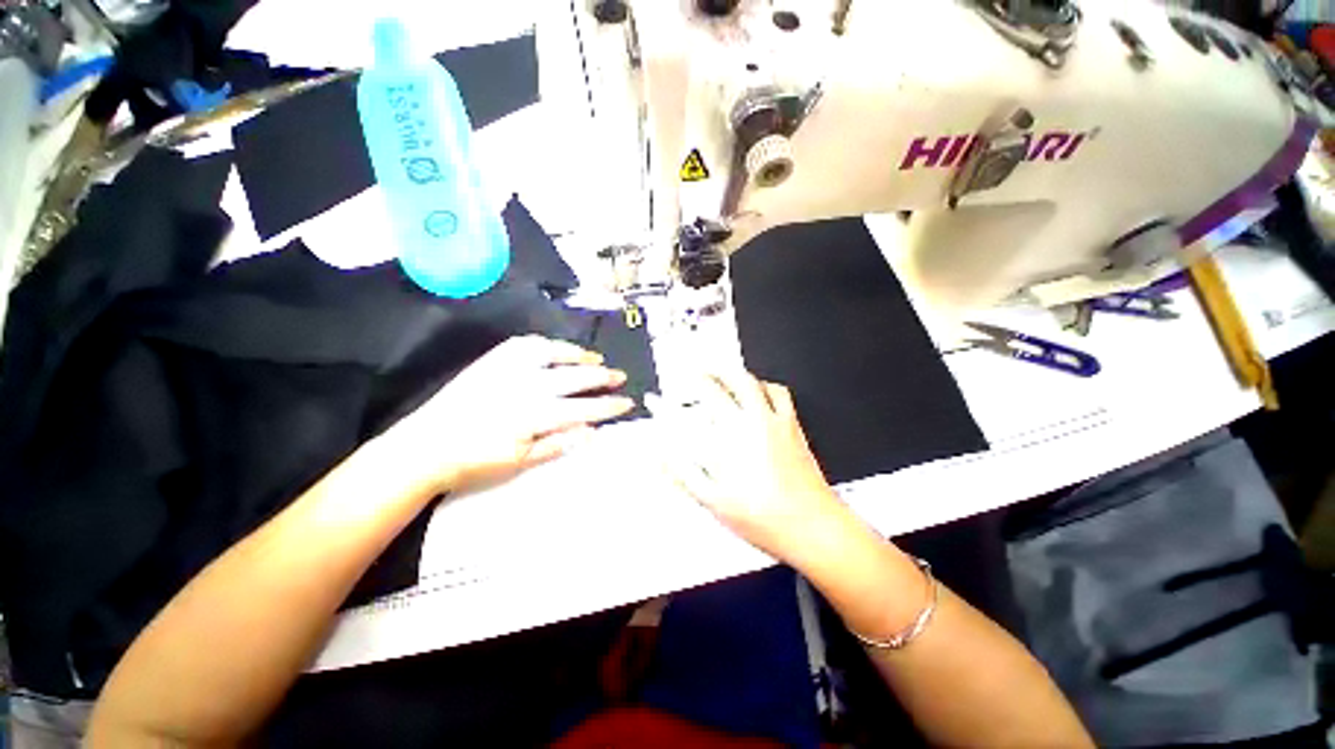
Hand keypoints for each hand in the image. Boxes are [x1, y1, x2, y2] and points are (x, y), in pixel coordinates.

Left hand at [387, 336, 633, 493]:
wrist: (425, 447)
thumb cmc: (475, 461)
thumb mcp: (520, 462)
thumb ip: (559, 443)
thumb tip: (592, 431)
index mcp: (536, 414)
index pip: (584, 407)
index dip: (609, 406)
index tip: (627, 403)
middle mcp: (527, 385)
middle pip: (575, 376)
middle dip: (602, 376)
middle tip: (620, 376)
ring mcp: (508, 369)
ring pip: (553, 354)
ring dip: (578, 354)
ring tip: (594, 357)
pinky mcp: (492, 361)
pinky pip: (524, 344)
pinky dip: (546, 344)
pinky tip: (554, 348)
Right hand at [651, 371, 848, 563]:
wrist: (813, 526)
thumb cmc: (763, 517)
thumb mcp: (714, 501)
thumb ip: (684, 474)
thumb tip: (661, 456)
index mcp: (728, 438)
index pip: (692, 410)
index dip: (670, 401)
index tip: (656, 399)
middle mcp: (750, 422)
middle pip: (725, 382)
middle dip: (705, 373)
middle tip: (693, 374)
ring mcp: (774, 420)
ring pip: (751, 382)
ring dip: (733, 373)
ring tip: (721, 375)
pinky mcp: (792, 425)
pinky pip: (779, 393)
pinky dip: (765, 385)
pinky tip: (759, 391)